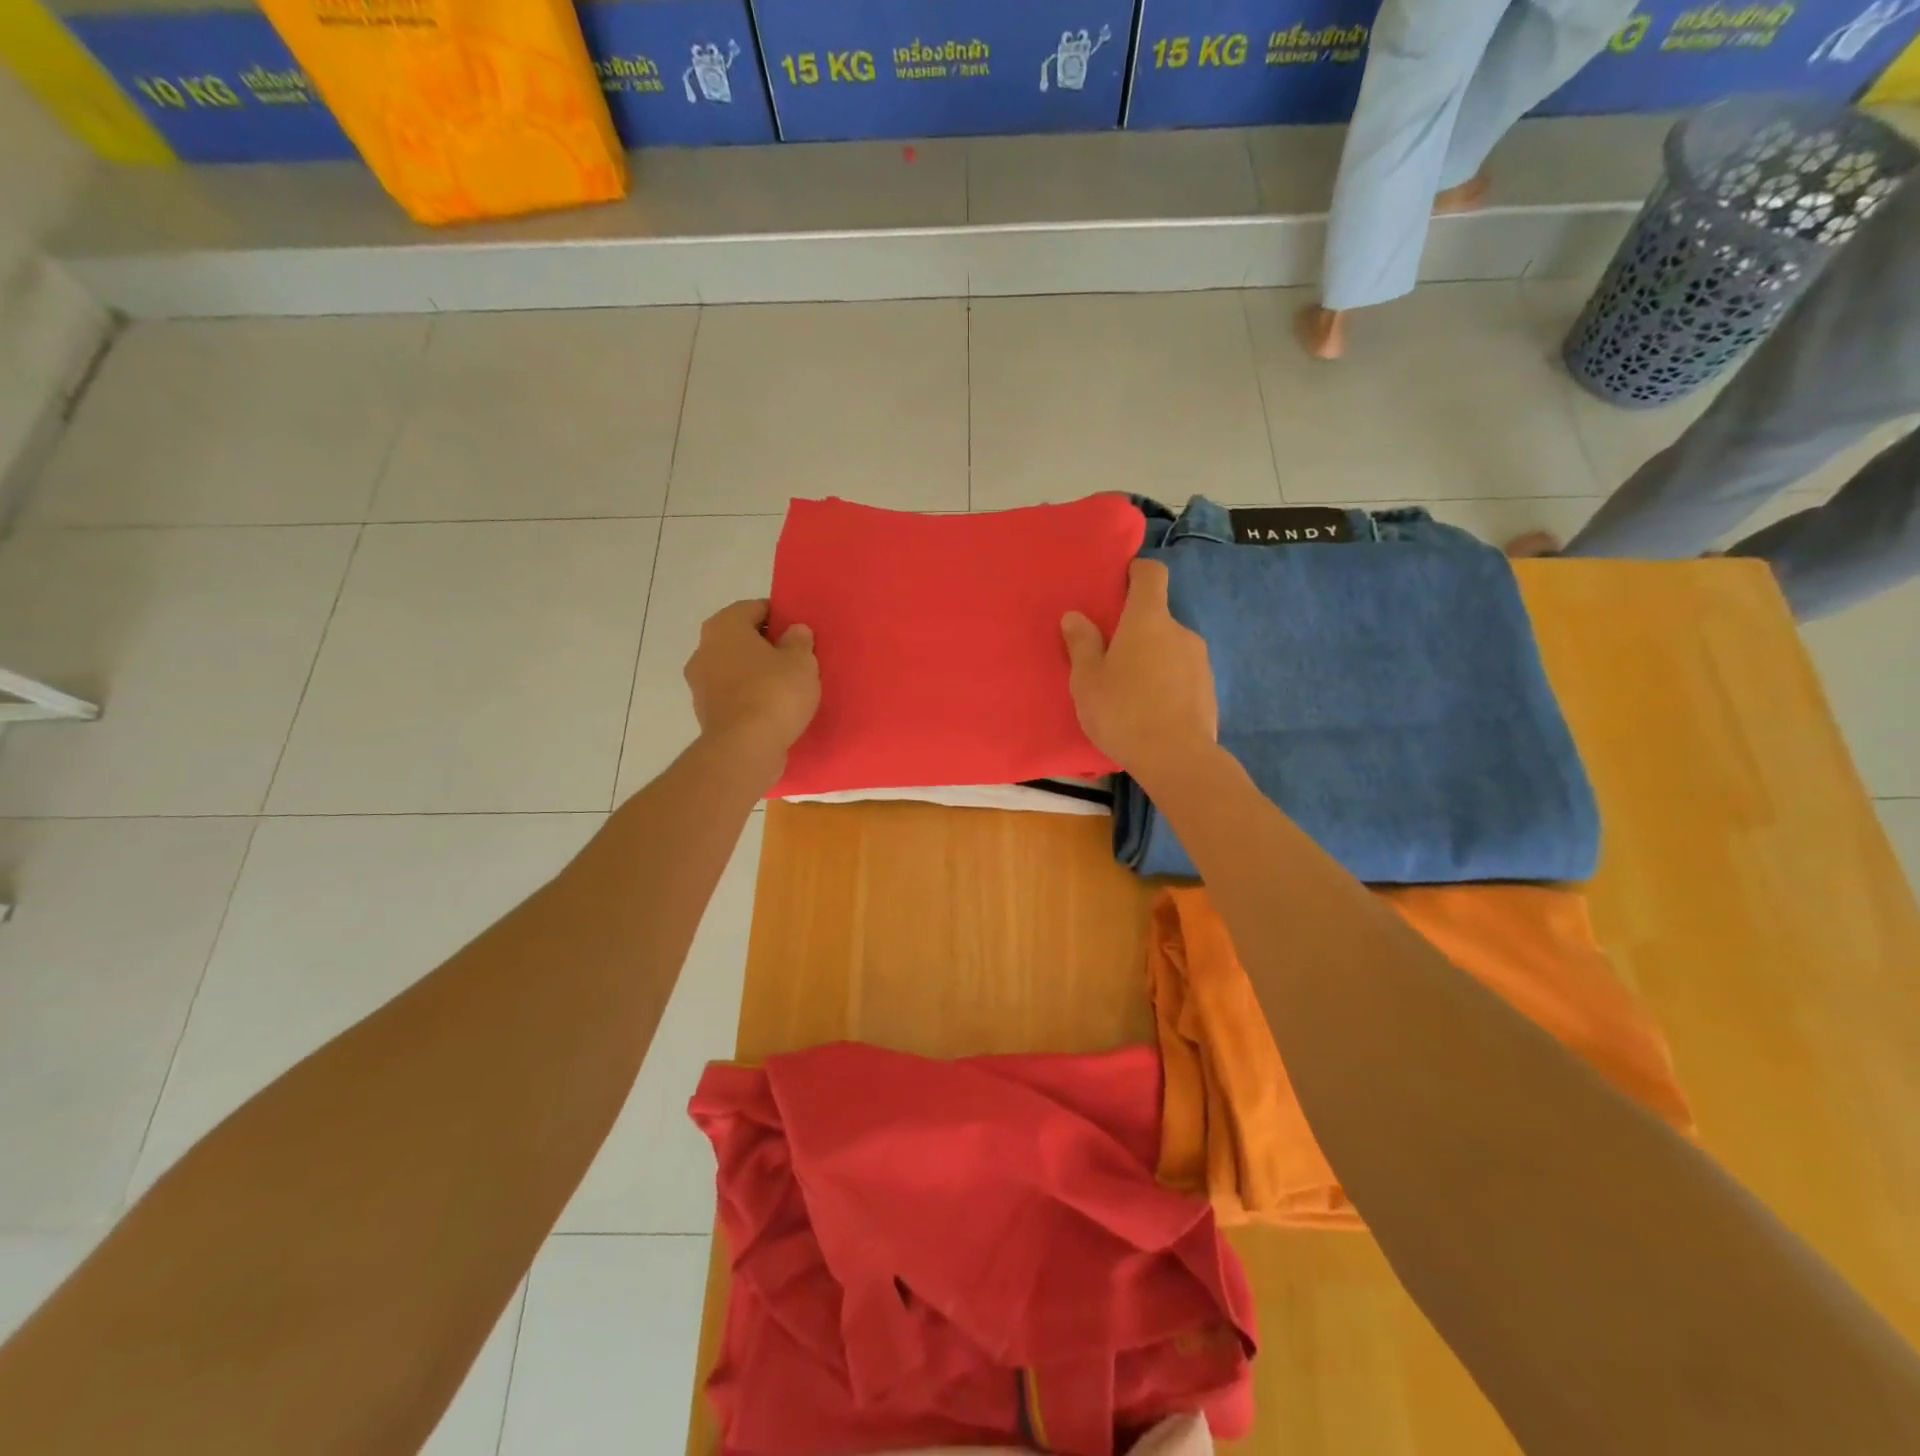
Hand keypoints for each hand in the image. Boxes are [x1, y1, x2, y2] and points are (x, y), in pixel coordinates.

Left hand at [685, 599, 819, 777]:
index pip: (754, 608)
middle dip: (765, 646)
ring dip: (755, 673)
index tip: (799, 631)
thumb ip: (799, 641)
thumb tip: (794, 630)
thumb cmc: (774, 693)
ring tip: (786, 687)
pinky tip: (772, 709)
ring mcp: (700, 684)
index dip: (779, 616)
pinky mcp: (705, 713)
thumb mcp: (801, 661)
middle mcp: (704, 649)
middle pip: (740, 639)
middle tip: (795, 658)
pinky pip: (732, 695)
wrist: (745, 748)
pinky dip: (749, 697)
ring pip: (734, 668)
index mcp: (724, 626)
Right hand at [1061, 559, 1216, 781]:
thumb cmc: (1123, 711)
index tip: (1118, 585)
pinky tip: (1149, 711)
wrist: (1177, 759)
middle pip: (1156, 616)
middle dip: (1135, 630)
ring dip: (1151, 659)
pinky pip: (1181, 674)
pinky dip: (1166, 682)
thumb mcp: (1087, 680)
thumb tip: (1075, 616)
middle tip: (1109, 657)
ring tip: (1128, 691)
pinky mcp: (1208, 689)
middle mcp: (1179, 631)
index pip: (1151, 574)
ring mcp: (1199, 660)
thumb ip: (1081, 644)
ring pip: (1169, 648)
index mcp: (1148, 620)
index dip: (1136, 572)